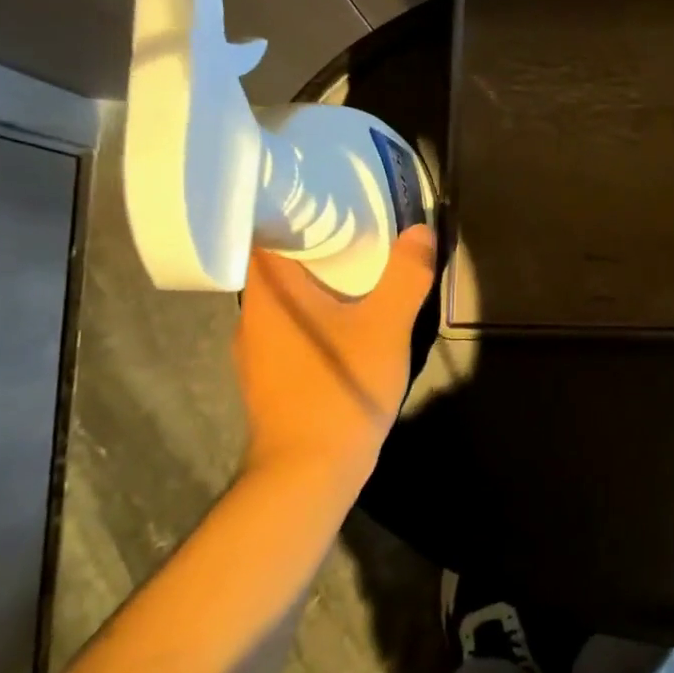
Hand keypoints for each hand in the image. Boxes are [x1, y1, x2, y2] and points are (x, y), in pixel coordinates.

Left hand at [233, 227, 438, 474]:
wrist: (309, 472)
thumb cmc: (341, 387)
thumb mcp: (387, 326)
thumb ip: (405, 276)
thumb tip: (421, 231)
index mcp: (270, 292)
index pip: (261, 232)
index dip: (289, 211)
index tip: (324, 200)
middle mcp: (252, 315)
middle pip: (276, 265)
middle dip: (312, 247)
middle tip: (354, 229)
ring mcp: (256, 351)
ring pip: (284, 301)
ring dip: (315, 285)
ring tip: (354, 270)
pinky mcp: (269, 378)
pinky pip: (290, 329)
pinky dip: (314, 317)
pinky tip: (345, 323)